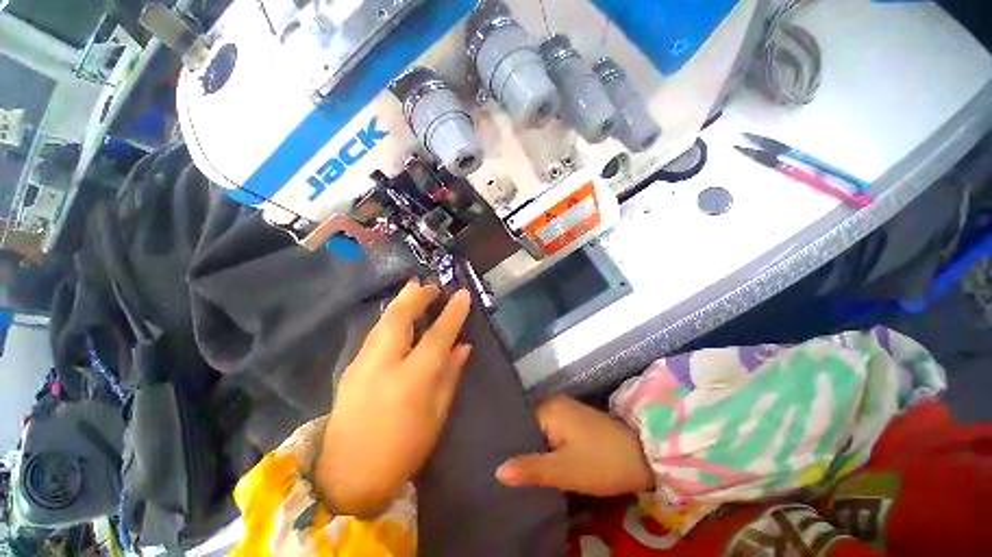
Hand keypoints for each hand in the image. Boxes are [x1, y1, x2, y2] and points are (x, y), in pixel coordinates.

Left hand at [314, 280, 472, 518]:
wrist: (346, 479)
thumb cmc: (402, 451)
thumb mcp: (436, 416)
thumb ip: (450, 376)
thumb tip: (463, 346)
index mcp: (410, 380)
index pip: (437, 336)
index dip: (452, 313)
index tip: (463, 294)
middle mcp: (382, 365)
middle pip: (399, 318)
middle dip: (418, 296)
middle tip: (432, 284)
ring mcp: (361, 364)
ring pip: (383, 321)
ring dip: (401, 301)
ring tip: (414, 287)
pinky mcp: (350, 368)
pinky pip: (375, 332)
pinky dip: (389, 317)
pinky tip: (397, 313)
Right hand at [496, 396, 654, 495]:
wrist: (644, 455)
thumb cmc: (601, 461)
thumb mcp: (564, 470)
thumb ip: (531, 469)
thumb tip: (497, 470)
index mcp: (548, 408)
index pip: (517, 423)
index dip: (508, 443)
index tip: (494, 460)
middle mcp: (554, 402)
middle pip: (528, 425)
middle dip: (520, 445)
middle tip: (506, 469)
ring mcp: (566, 409)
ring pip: (540, 429)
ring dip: (533, 446)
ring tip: (518, 467)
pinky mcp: (575, 419)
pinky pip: (551, 430)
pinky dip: (545, 444)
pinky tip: (540, 460)